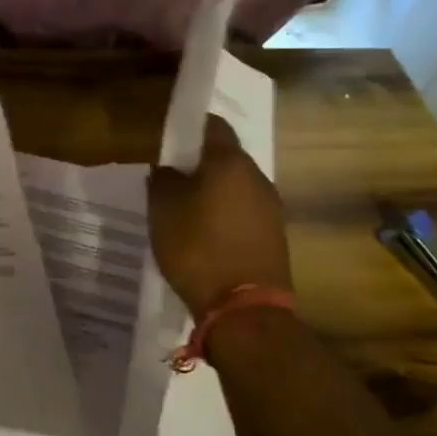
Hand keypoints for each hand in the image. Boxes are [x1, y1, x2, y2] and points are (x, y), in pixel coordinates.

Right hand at [147, 114, 291, 317]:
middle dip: (200, 162)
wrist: (245, 310)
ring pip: (236, 186)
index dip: (190, 127)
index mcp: (230, 162)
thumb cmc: (197, 248)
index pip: (213, 125)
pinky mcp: (274, 236)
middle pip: (226, 157)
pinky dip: (224, 214)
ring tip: (184, 208)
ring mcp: (271, 208)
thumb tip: (167, 168)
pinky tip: (204, 233)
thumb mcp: (163, 211)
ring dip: (213, 190)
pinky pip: (244, 212)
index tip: (169, 137)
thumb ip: (162, 180)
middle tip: (170, 175)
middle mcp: (258, 177)